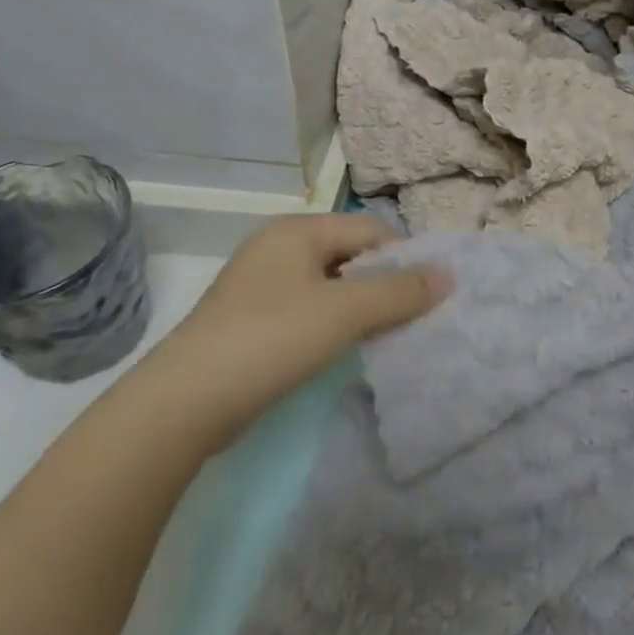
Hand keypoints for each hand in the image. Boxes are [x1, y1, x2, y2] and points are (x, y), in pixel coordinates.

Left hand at [148, 215, 448, 443]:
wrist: (184, 403)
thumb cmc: (270, 340)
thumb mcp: (343, 312)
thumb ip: (399, 292)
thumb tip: (449, 274)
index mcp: (298, 230)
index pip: (370, 230)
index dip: (404, 259)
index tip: (428, 296)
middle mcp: (279, 247)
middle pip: (352, 255)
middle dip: (384, 284)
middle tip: (412, 319)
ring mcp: (263, 285)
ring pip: (333, 285)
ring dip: (362, 307)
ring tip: (387, 336)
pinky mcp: (254, 320)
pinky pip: (311, 309)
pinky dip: (335, 324)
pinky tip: (347, 349)